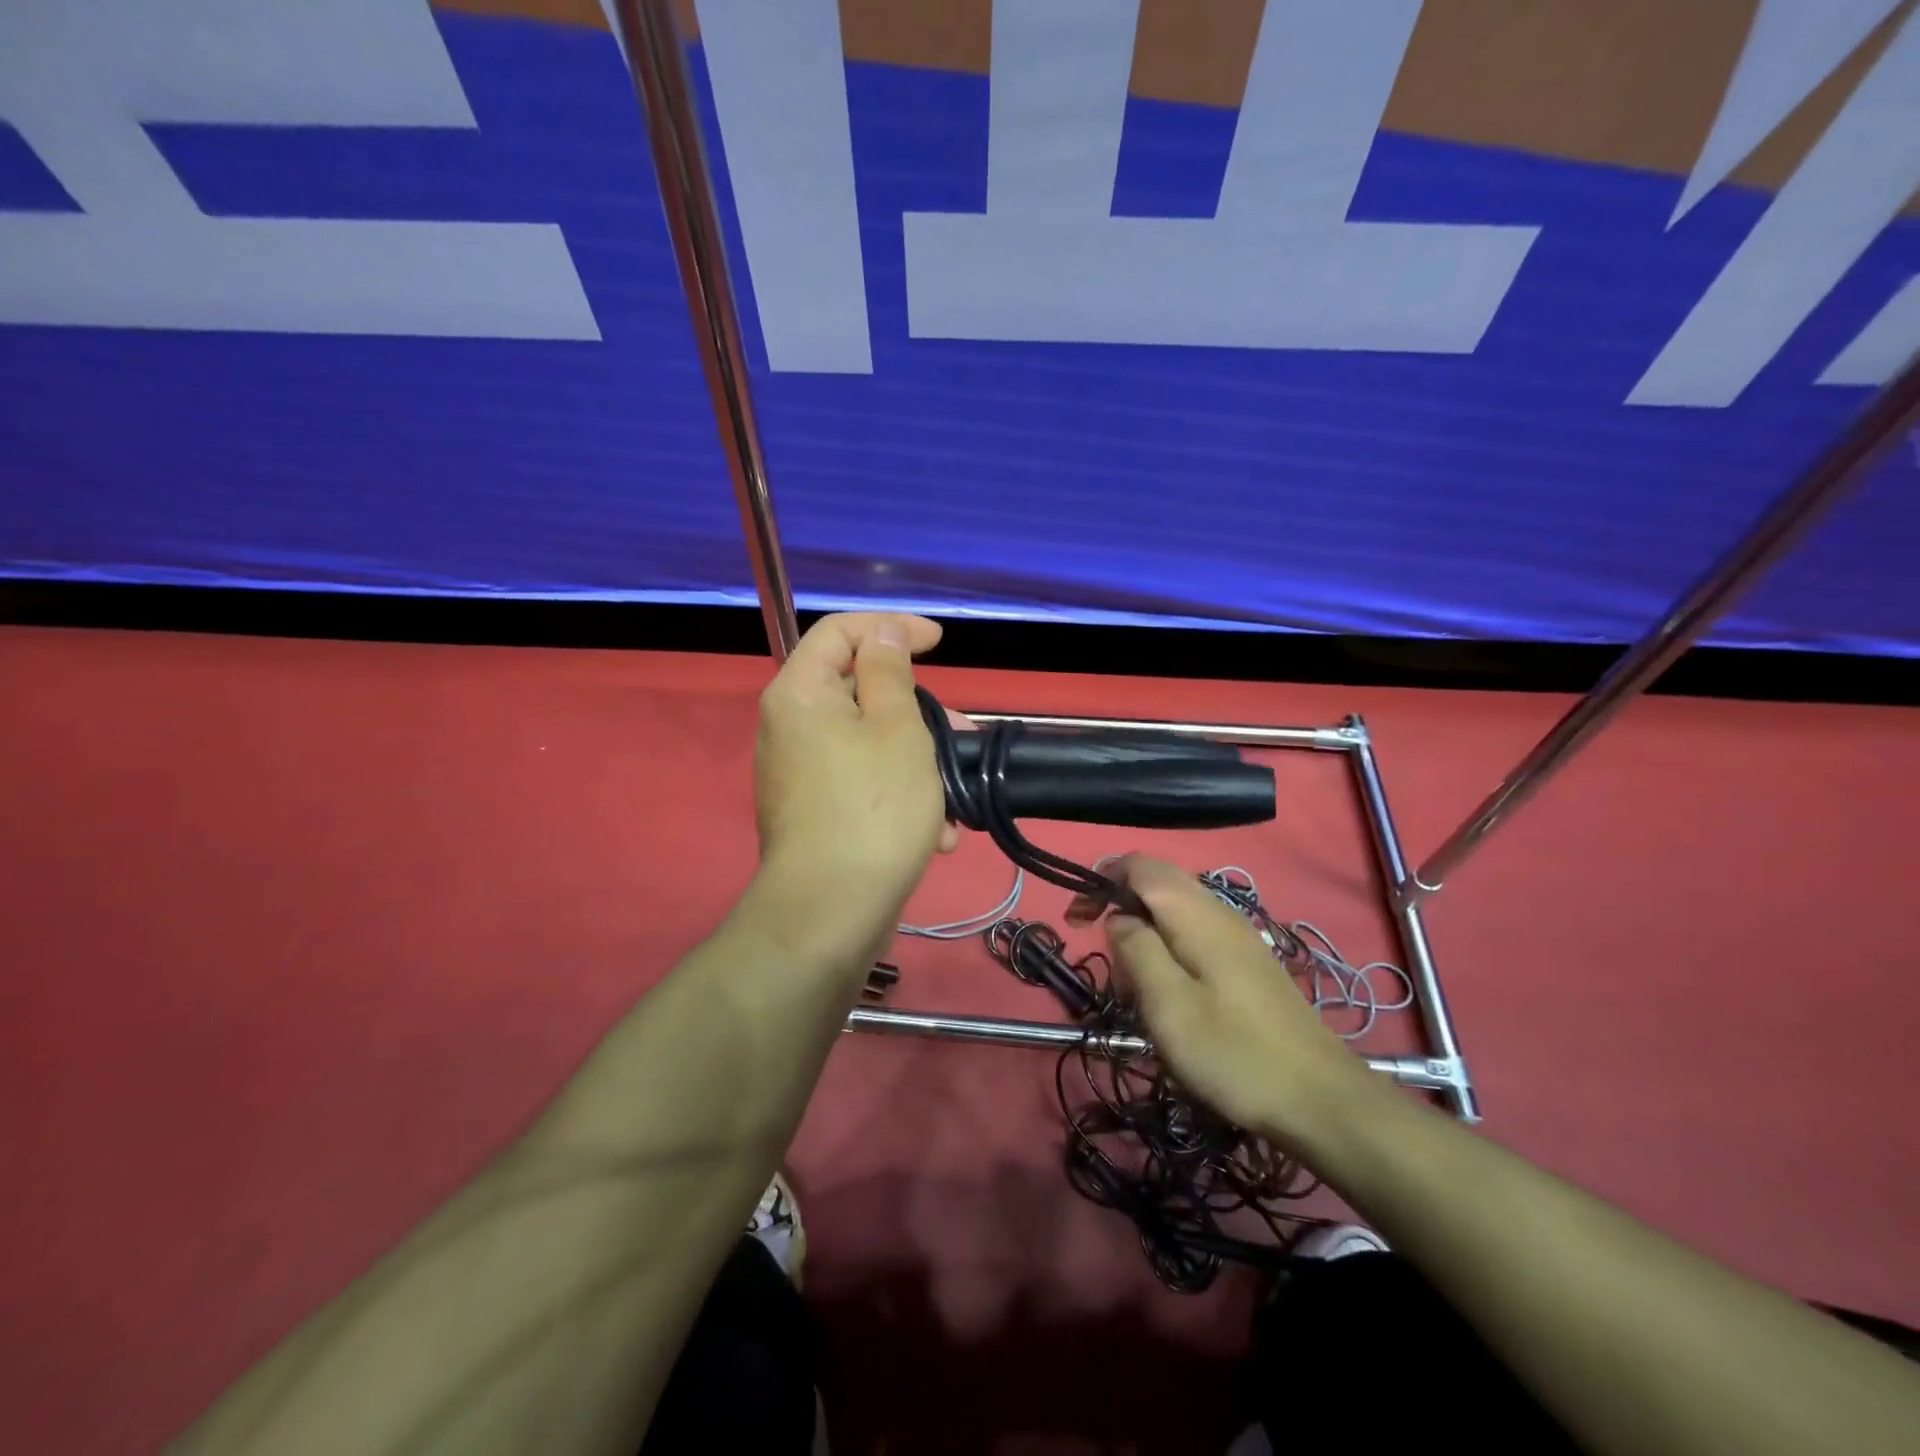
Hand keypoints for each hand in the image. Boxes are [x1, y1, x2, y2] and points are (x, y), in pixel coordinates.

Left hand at [750, 613, 954, 954]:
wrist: (831, 913)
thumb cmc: (874, 808)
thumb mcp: (897, 728)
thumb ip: (889, 671)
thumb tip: (881, 633)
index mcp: (801, 693)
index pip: (840, 631)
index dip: (891, 627)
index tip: (938, 643)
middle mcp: (790, 727)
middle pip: (858, 690)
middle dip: (917, 710)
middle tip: (961, 734)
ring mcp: (799, 773)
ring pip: (868, 742)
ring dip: (917, 760)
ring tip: (956, 797)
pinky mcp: (813, 812)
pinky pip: (860, 782)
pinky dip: (898, 793)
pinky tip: (936, 832)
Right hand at [1105, 855, 1384, 1151]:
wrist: (1320, 1099)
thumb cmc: (1233, 1052)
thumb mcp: (1168, 1004)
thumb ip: (1136, 948)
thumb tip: (1119, 917)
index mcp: (1195, 913)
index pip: (1139, 865)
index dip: (1101, 880)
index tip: (1076, 921)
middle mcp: (1218, 912)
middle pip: (1158, 883)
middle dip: (1120, 907)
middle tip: (1104, 956)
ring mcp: (1238, 937)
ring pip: (1175, 911)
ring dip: (1144, 934)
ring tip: (1133, 986)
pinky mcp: (1247, 963)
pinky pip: (1195, 936)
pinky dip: (1168, 951)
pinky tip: (1170, 995)